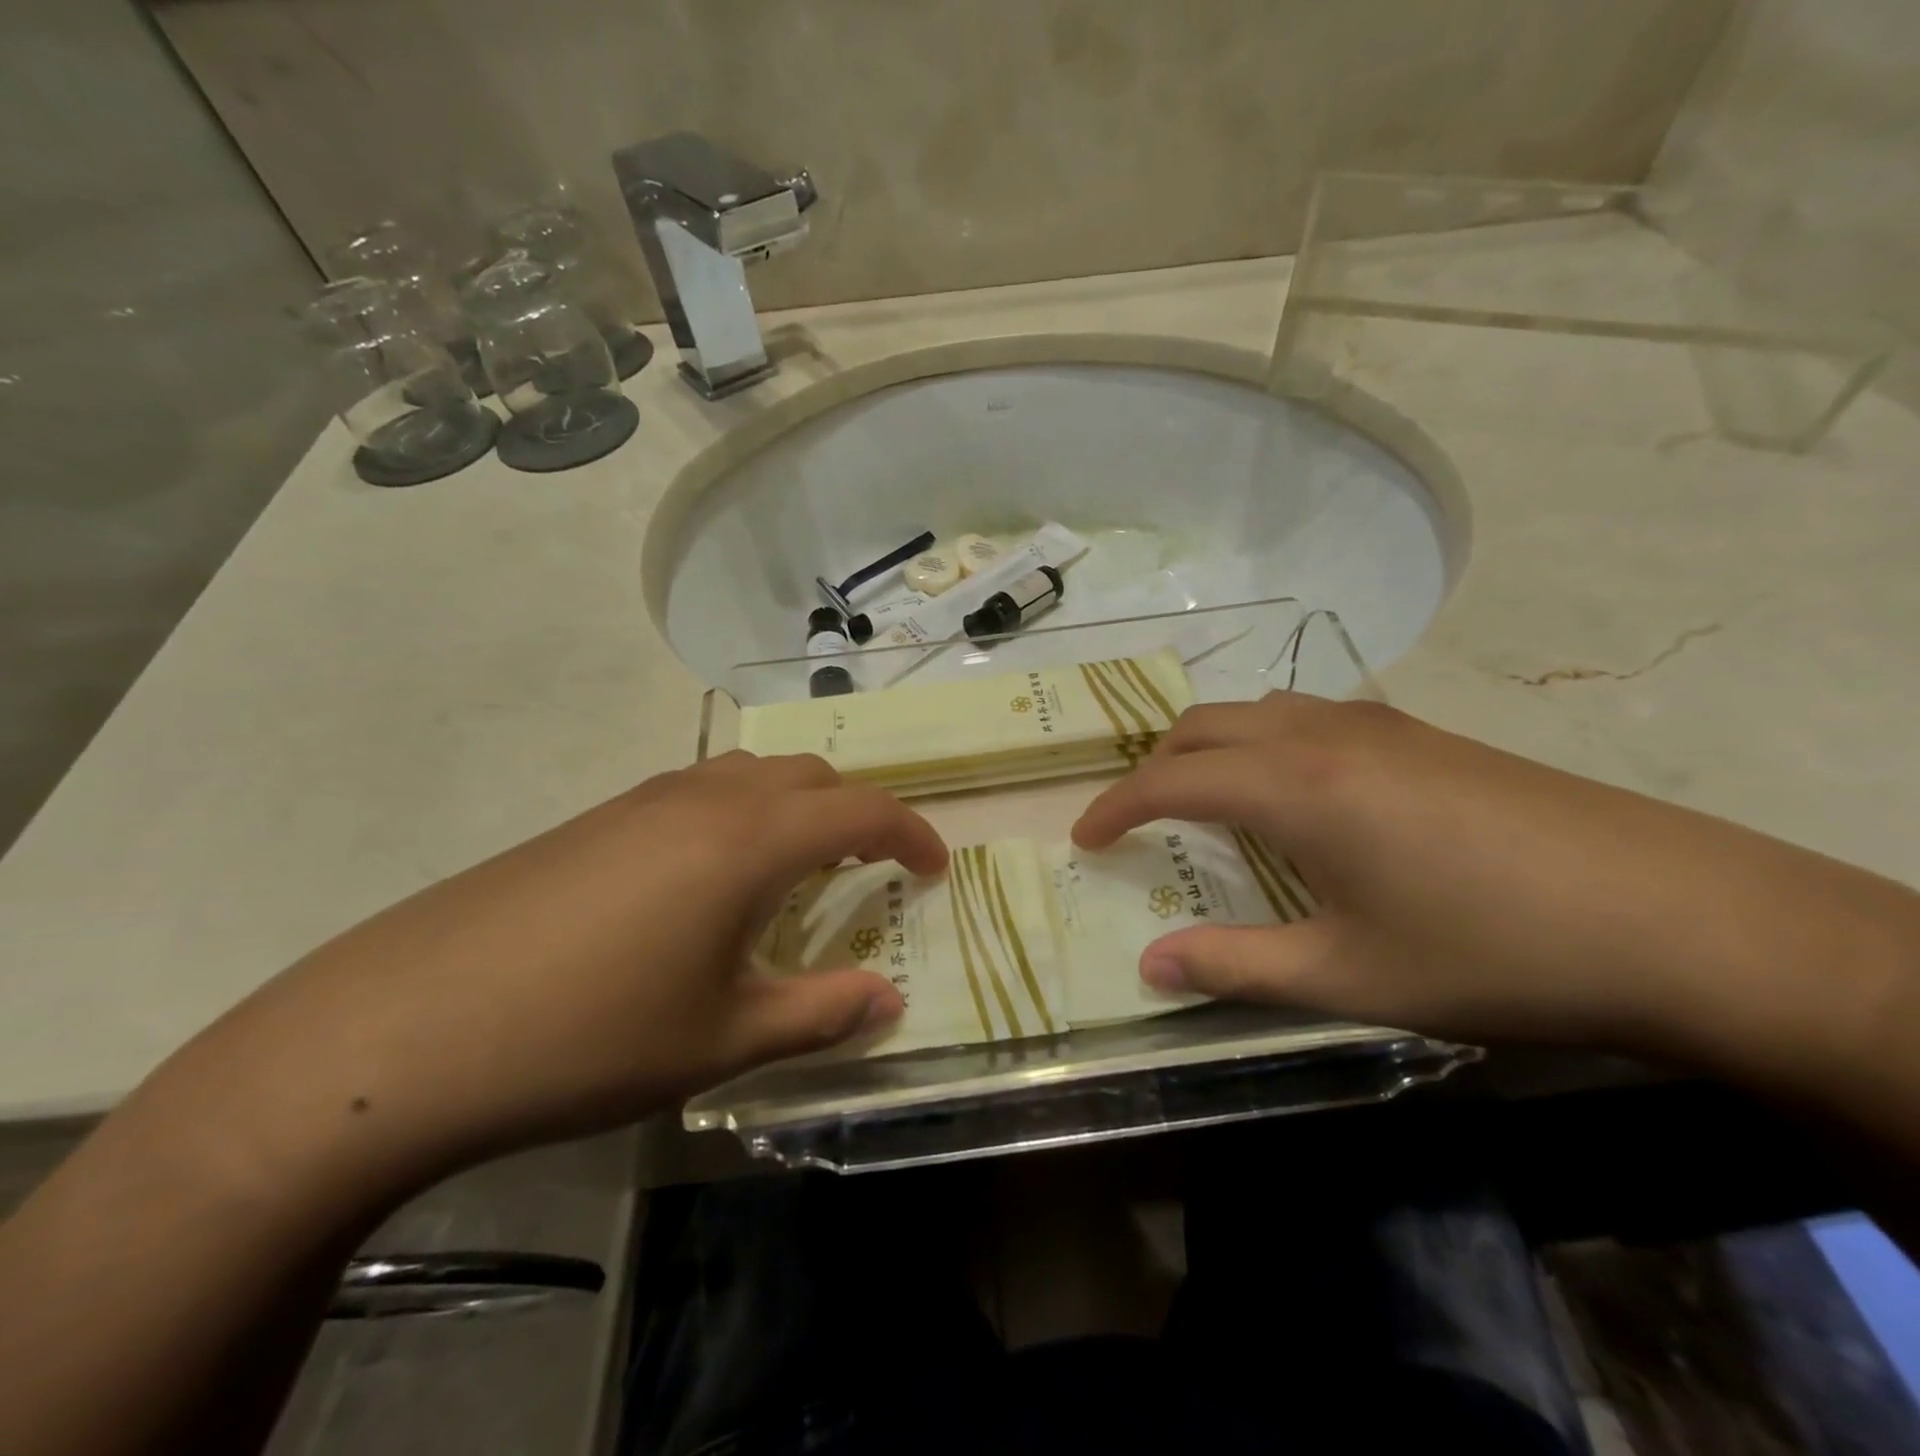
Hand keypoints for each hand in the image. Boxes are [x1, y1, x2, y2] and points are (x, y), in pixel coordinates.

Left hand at [189, 752, 946, 1188]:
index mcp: (750, 840)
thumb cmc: (588, 1037)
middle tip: (870, 869)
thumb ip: (820, 1014)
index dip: (912, 834)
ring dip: (797, 807)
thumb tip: (889, 1002)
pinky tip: (712, 879)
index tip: (935, 869)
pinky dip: (741, 814)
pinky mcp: (596, 818)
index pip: (863, 811)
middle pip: (810, 776)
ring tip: (798, 868)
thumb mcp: (721, 1039)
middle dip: (857, 812)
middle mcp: (705, 799)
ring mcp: (643, 800)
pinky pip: (699, 791)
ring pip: (753, 774)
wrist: (401, 1031)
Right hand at [1072, 695, 1912, 1066]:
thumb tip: (1148, 967)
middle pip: (1203, 726)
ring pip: (1256, 711)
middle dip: (1153, 766)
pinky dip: (1264, 741)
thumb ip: (1234, 965)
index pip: (1169, 780)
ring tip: (1202, 799)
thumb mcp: (1348, 975)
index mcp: (1292, 786)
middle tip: (1133, 819)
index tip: (1084, 838)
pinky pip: (1308, 716)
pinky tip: (1294, 789)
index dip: (1115, 807)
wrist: (1679, 918)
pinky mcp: (1423, 734)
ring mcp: (1377, 726)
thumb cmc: (1489, 951)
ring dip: (1209, 746)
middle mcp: (1321, 735)